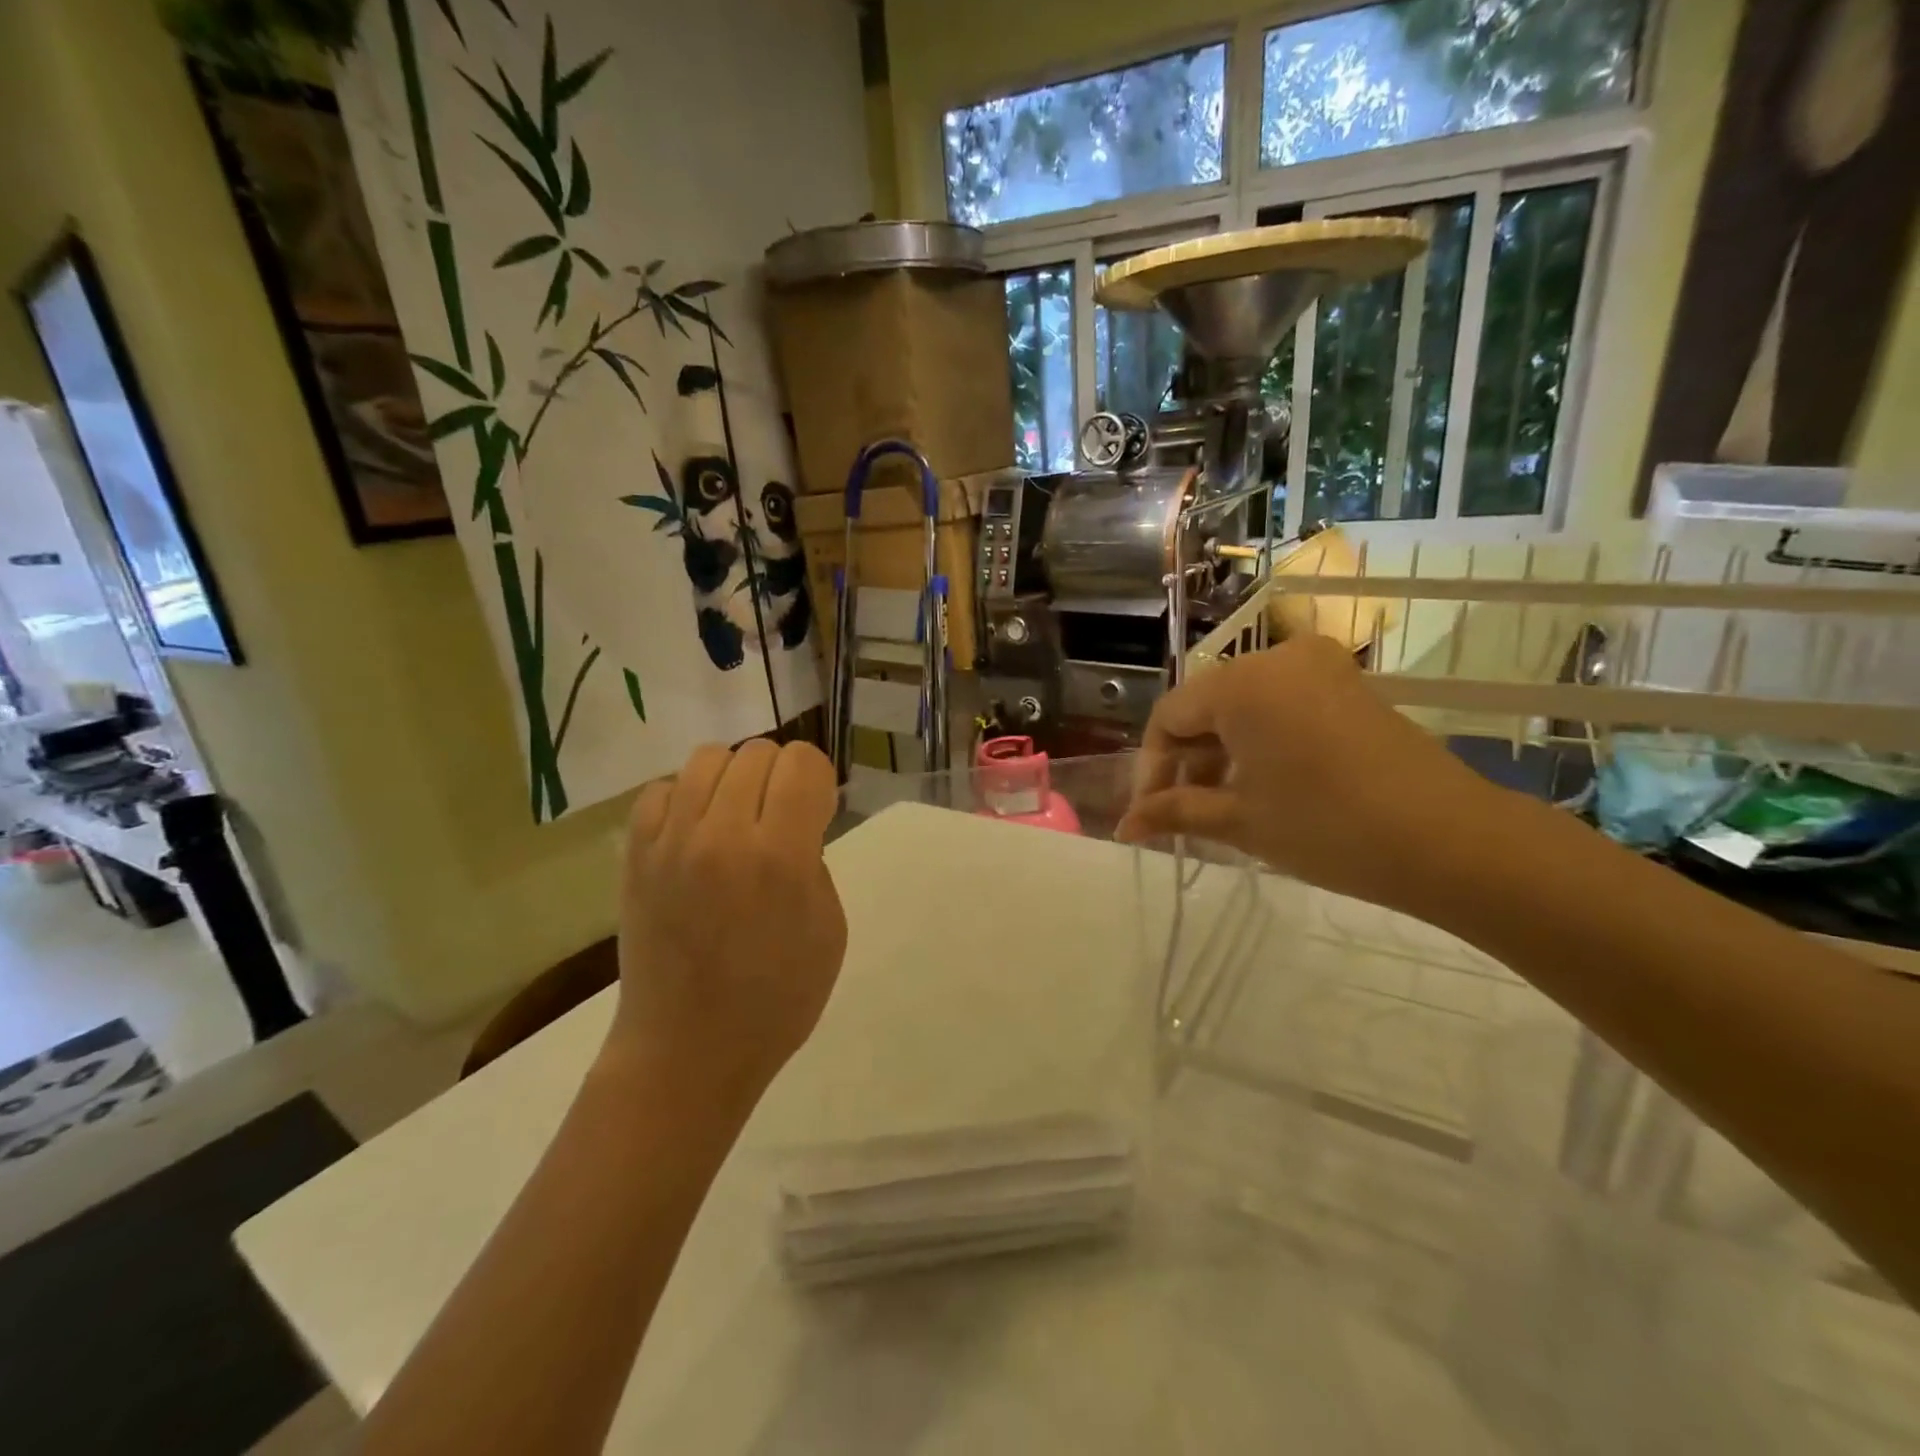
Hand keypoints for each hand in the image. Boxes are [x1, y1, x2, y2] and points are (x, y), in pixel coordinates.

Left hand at [611, 740, 846, 1102]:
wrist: (688, 1051)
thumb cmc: (776, 1000)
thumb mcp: (830, 929)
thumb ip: (816, 861)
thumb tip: (793, 825)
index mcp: (780, 856)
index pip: (802, 762)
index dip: (818, 779)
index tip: (816, 812)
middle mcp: (722, 835)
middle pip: (758, 752)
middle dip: (780, 776)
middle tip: (780, 819)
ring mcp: (670, 843)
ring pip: (708, 758)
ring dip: (734, 778)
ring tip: (737, 818)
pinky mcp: (635, 856)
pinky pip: (662, 789)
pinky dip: (686, 798)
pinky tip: (696, 834)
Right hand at [1116, 634, 1501, 915]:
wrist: (1451, 840)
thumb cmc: (1329, 829)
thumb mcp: (1241, 821)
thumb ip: (1175, 812)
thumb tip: (1123, 826)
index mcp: (1241, 684)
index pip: (1169, 715)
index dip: (1152, 766)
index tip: (1150, 814)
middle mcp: (1276, 659)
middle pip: (1205, 705)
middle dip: (1187, 759)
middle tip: (1182, 814)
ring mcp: (1319, 667)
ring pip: (1243, 705)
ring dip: (1222, 751)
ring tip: (1222, 805)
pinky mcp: (1348, 684)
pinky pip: (1280, 703)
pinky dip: (1260, 740)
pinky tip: (1263, 784)